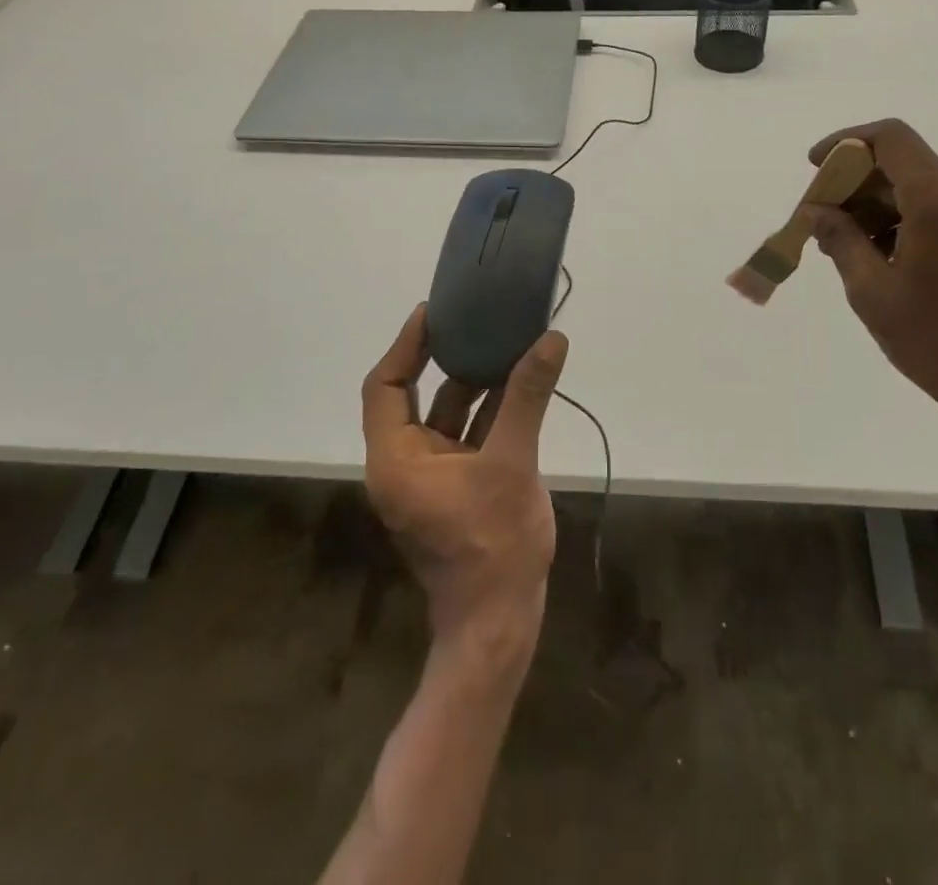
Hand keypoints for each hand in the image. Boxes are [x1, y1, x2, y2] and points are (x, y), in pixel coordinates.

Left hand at [361, 304, 567, 656]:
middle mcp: (406, 463)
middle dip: (444, 357)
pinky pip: (469, 434)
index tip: (433, 312)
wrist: (501, 624)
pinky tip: (520, 382)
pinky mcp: (460, 486)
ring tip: (501, 338)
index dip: (407, 345)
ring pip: (448, 414)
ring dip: (475, 381)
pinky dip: (491, 409)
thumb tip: (551, 339)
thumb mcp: (512, 462)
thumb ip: (528, 397)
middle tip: (470, 317)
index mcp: (397, 459)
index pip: (386, 386)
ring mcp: (434, 476)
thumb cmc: (493, 544)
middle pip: (415, 395)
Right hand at [802, 120, 937, 438]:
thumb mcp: (873, 292)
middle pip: (900, 165)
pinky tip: (882, 258)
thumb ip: (840, 240)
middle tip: (819, 223)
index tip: (814, 168)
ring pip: (918, 188)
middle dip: (854, 186)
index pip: (889, 139)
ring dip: (876, 208)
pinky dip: (903, 221)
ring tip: (846, 249)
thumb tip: (816, 211)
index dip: (845, 144)